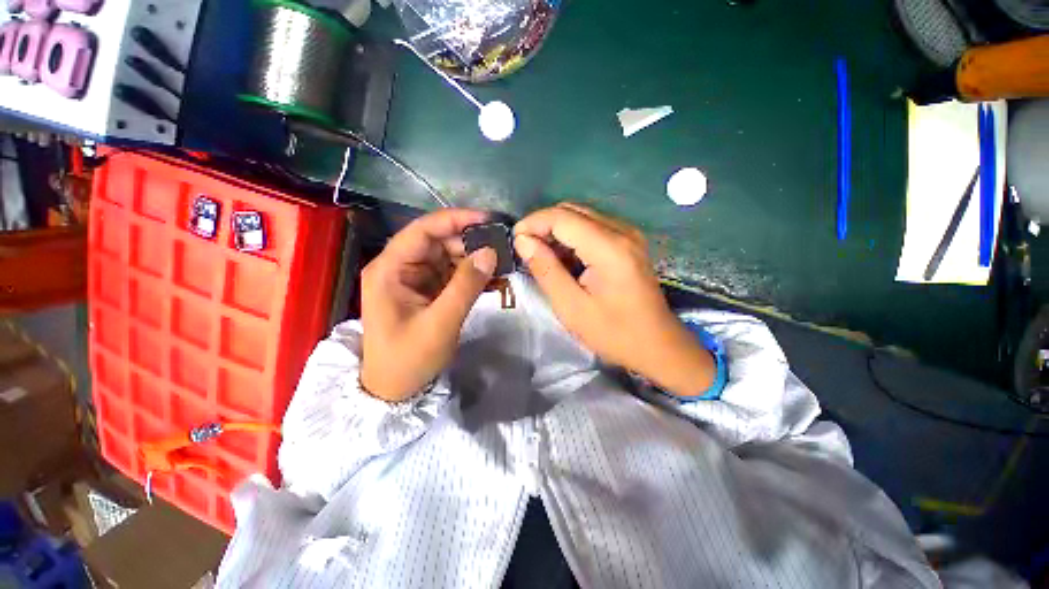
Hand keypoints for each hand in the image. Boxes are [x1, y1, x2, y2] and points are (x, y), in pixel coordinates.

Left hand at [360, 209, 497, 401]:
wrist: (394, 389)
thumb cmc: (409, 359)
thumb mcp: (441, 323)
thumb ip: (466, 286)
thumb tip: (490, 252)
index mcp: (390, 269)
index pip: (422, 230)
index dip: (455, 220)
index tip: (487, 220)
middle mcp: (399, 267)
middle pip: (436, 242)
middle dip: (469, 242)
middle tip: (501, 246)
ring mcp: (413, 279)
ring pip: (446, 257)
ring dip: (472, 258)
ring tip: (500, 261)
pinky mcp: (425, 290)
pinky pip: (450, 273)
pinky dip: (469, 274)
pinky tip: (490, 276)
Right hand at [514, 203, 714, 396]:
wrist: (657, 346)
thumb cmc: (614, 333)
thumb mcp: (572, 307)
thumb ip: (546, 270)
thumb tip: (523, 241)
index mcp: (609, 248)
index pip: (562, 217)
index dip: (533, 223)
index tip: (514, 241)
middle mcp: (622, 231)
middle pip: (573, 211)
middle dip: (544, 225)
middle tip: (526, 249)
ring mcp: (629, 235)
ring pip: (582, 217)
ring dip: (557, 231)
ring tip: (542, 257)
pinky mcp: (629, 243)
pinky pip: (594, 228)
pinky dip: (573, 238)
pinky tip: (565, 259)